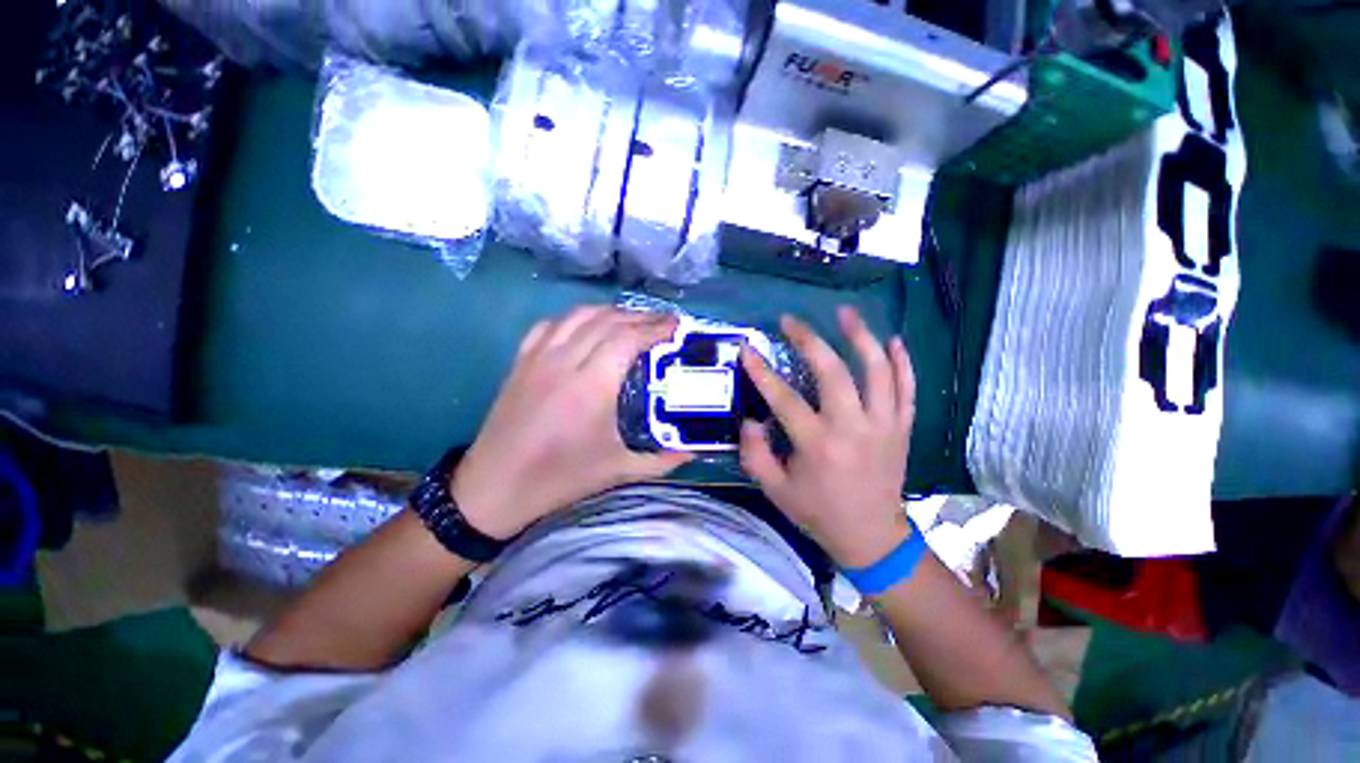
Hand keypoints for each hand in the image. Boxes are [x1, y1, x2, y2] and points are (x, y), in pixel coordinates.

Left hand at [452, 307, 691, 539]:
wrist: (495, 487)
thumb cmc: (560, 478)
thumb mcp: (619, 471)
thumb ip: (662, 460)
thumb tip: (695, 450)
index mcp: (591, 386)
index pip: (628, 338)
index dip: (655, 327)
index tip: (676, 325)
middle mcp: (565, 362)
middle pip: (608, 321)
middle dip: (640, 317)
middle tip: (663, 323)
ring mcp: (539, 357)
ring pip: (579, 315)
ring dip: (611, 312)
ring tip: (632, 321)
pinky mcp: (521, 361)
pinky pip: (551, 324)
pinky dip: (576, 318)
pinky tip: (587, 327)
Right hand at [739, 306, 915, 567]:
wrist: (872, 537)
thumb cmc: (818, 513)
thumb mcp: (774, 490)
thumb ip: (755, 454)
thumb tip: (751, 418)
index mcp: (818, 445)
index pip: (784, 398)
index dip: (762, 371)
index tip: (747, 349)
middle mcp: (853, 428)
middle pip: (833, 372)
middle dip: (809, 340)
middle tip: (791, 320)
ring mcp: (884, 426)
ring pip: (877, 371)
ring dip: (861, 337)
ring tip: (845, 312)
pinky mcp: (902, 428)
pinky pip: (907, 389)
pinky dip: (902, 362)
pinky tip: (893, 340)